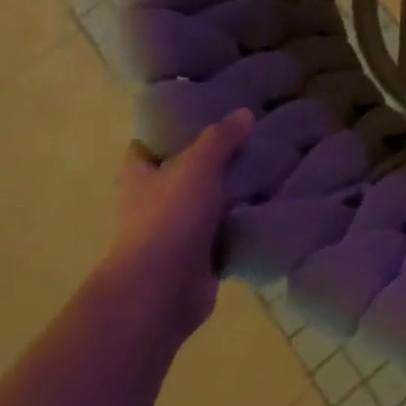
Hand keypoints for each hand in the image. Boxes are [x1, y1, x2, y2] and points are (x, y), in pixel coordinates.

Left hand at [100, 108, 249, 344]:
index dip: (163, 134)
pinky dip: (240, 223)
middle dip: (207, 161)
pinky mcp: (196, 259)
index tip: (196, 118)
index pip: (143, 149)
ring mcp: (173, 234)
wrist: (161, 292)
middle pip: (179, 175)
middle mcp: (150, 205)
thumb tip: (243, 114)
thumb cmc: (169, 218)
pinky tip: (267, 204)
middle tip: (245, 139)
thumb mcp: (198, 166)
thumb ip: (220, 139)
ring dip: (228, 193)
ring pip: (204, 204)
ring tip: (265, 168)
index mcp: (138, 179)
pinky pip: (223, 233)